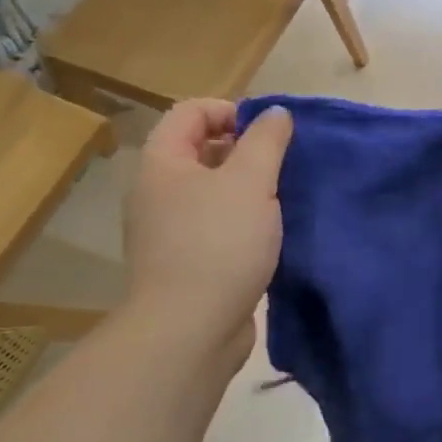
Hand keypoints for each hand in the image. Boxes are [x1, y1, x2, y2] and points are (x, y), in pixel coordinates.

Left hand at [123, 99, 292, 368]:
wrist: (190, 330)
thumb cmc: (218, 243)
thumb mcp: (251, 181)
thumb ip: (266, 140)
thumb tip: (275, 113)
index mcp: (162, 164)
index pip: (191, 112)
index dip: (231, 110)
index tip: (269, 132)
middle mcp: (157, 192)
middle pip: (201, 150)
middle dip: (244, 149)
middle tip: (282, 164)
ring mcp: (168, 230)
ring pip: (212, 190)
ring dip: (248, 187)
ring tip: (283, 197)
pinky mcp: (186, 261)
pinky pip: (216, 224)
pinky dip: (243, 220)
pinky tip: (271, 233)